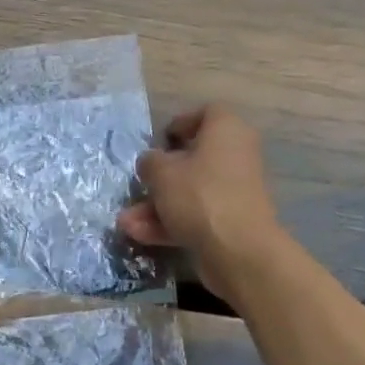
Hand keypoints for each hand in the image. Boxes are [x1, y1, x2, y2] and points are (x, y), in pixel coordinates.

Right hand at [117, 105, 285, 307]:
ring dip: (156, 206)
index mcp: (226, 131)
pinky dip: (170, 223)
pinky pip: (196, 215)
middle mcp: (235, 156)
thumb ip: (150, 162)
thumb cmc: (199, 196)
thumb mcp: (161, 173)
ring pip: (190, 191)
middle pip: (193, 159)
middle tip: (139, 185)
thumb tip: (152, 163)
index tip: (160, 140)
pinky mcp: (230, 221)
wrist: (238, 250)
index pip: (207, 113)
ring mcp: (234, 191)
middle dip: (159, 177)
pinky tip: (139, 235)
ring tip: (126, 222)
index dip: (182, 123)